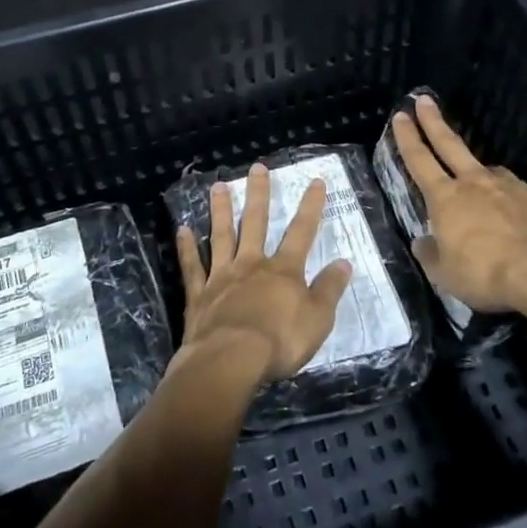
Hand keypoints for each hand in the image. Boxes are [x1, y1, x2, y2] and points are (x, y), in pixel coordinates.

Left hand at [175, 164, 353, 383]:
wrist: (230, 360)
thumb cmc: (279, 342)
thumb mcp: (318, 319)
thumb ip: (329, 290)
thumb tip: (344, 262)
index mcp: (283, 270)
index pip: (302, 232)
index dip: (310, 206)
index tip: (315, 181)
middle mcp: (251, 264)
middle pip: (255, 223)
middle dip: (258, 194)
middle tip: (256, 167)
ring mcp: (221, 276)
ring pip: (221, 236)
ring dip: (220, 210)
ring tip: (217, 186)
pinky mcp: (199, 295)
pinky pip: (192, 266)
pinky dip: (187, 248)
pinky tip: (182, 229)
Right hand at [391, 94, 526, 312]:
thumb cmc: (484, 273)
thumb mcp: (444, 274)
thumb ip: (431, 254)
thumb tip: (424, 242)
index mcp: (445, 198)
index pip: (419, 160)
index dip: (407, 137)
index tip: (401, 115)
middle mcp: (474, 183)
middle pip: (449, 144)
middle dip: (433, 121)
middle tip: (424, 99)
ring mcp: (508, 187)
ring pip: (485, 170)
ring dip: (475, 171)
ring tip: (475, 187)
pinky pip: (511, 192)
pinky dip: (504, 197)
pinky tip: (508, 212)